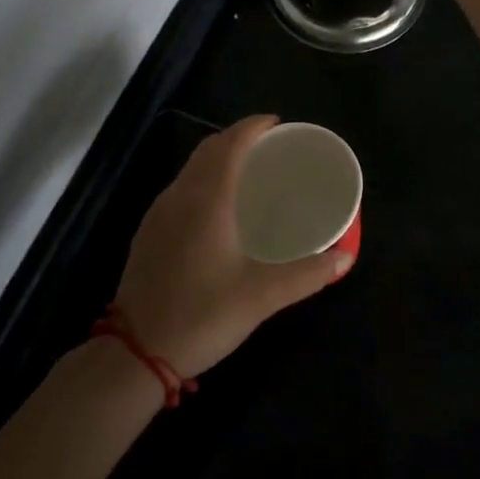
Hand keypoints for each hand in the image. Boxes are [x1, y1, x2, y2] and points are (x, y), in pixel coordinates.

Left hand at [111, 115, 352, 378]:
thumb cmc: (202, 314)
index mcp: (207, 199)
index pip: (230, 143)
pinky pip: (181, 189)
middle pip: (208, 150)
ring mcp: (158, 214)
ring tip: (248, 174)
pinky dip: (203, 181)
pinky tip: (217, 210)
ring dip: (218, 159)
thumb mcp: (262, 296)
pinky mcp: (148, 233)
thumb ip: (307, 274)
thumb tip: (344, 258)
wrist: (135, 353)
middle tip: (269, 148)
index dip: (253, 126)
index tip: (278, 125)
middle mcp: (180, 196)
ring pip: (191, 169)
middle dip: (237, 139)